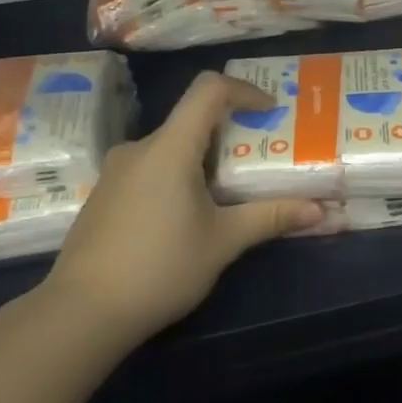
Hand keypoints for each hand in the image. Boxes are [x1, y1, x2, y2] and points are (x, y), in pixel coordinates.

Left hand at [40, 72, 321, 344]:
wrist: (81, 313)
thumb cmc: (160, 268)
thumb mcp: (223, 242)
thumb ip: (270, 217)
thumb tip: (320, 210)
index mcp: (170, 148)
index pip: (208, 89)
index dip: (244, 90)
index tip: (269, 111)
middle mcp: (139, 148)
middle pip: (190, 120)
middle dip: (229, 133)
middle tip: (257, 158)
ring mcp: (116, 172)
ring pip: (169, 147)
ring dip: (202, 159)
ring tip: (227, 192)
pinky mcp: (104, 196)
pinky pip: (149, 168)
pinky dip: (176, 176)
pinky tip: (186, 217)